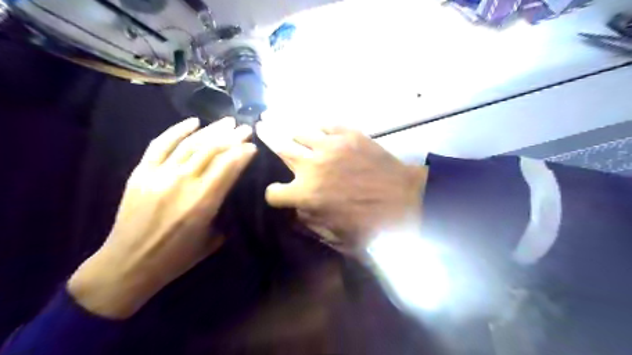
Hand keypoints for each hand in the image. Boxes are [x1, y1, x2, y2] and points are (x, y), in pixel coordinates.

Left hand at [67, 116, 254, 318]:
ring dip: (212, 130)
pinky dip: (177, 130)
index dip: (243, 152)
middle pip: (212, 150)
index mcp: (203, 202)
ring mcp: (160, 175)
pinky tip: (193, 122)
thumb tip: (229, 190)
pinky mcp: (141, 172)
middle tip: (245, 127)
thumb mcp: (212, 238)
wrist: (129, 264)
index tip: (253, 145)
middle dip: (233, 137)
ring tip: (227, 122)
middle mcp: (183, 183)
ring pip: (191, 144)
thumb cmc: (176, 257)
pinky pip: (161, 144)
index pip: (228, 167)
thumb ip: (222, 210)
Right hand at [257, 122, 428, 254]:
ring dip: (293, 133)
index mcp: (307, 194)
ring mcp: (331, 145)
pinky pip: (326, 125)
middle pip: (280, 147)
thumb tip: (296, 211)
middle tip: (260, 126)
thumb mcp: (336, 235)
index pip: (273, 192)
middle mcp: (312, 165)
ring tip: (288, 129)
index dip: (274, 195)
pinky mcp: (350, 134)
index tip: (280, 194)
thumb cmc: (372, 223)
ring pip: (300, 131)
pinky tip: (319, 131)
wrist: (407, 200)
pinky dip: (320, 128)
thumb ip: (309, 222)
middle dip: (266, 137)